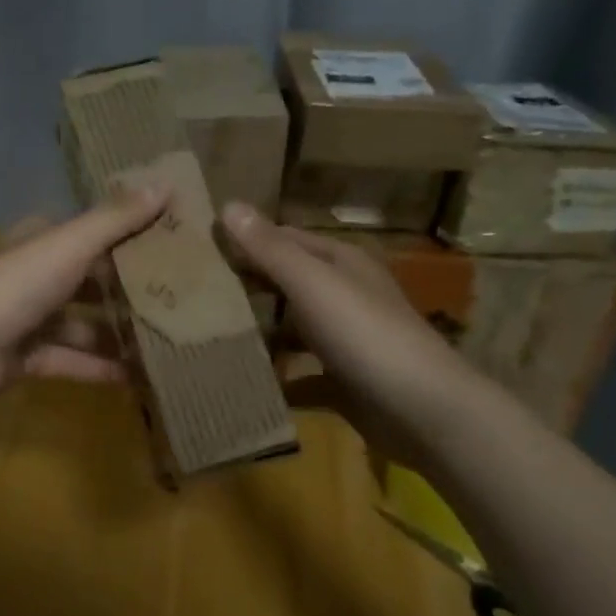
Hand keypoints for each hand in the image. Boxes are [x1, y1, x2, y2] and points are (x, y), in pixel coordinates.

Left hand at [0, 188, 169, 404]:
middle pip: (91, 282)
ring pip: (84, 325)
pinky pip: (73, 360)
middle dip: (129, 292)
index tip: (172, 246)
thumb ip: (117, 218)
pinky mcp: (30, 358)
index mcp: (43, 242)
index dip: (128, 237)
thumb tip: (167, 182)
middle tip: (180, 300)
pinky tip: (139, 376)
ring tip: (165, 341)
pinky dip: (100, 367)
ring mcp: (31, 319)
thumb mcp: (71, 244)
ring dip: (118, 334)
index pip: (92, 234)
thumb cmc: (19, 285)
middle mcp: (37, 277)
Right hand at [218, 203, 473, 458]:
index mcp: (341, 263)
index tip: (198, 249)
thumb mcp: (313, 285)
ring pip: (292, 330)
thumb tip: (228, 205)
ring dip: (259, 335)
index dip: (245, 241)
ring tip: (209, 339)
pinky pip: (301, 377)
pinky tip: (245, 384)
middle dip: (247, 287)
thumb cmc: (365, 335)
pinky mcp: (344, 382)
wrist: (422, 411)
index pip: (284, 240)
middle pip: (287, 284)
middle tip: (192, 295)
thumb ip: (270, 249)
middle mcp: (345, 296)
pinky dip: (278, 380)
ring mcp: (346, 341)